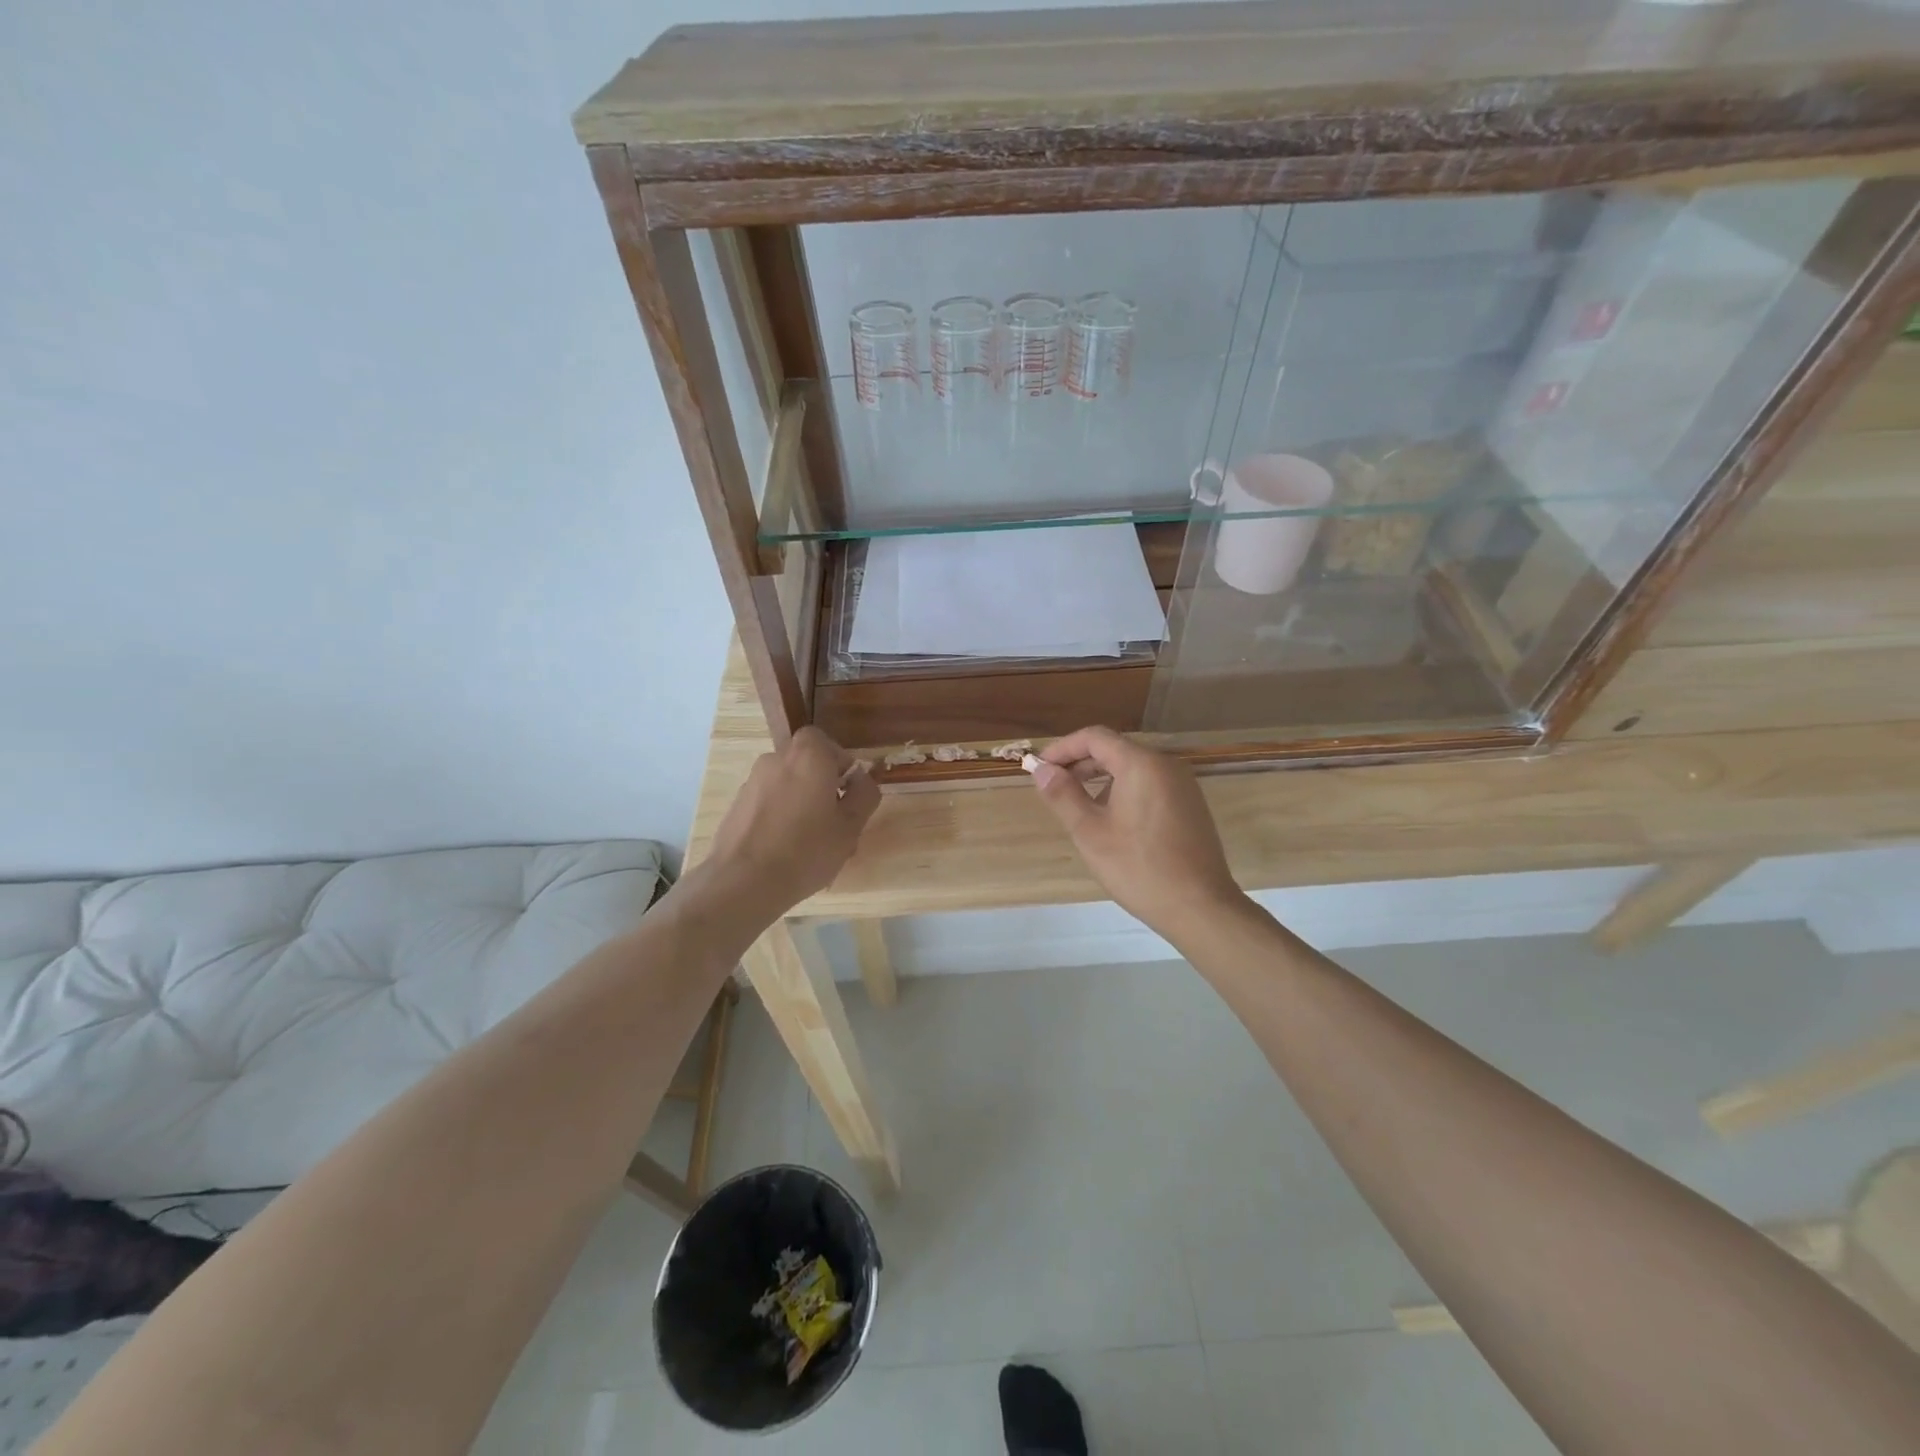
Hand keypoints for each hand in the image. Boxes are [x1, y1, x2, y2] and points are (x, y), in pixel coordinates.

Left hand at [704, 728, 879, 916]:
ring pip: (786, 783)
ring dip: (800, 800)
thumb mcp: (851, 826)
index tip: (846, 793)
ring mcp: (752, 781)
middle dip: (821, 784)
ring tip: (809, 841)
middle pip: (805, 762)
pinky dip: (779, 815)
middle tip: (833, 819)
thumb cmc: (806, 850)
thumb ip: (864, 794)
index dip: (839, 764)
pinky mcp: (737, 804)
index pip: (826, 742)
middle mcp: (777, 759)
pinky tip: (784, 848)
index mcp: (808, 756)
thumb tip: (861, 778)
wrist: (743, 881)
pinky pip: (768, 801)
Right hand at [1030, 726, 1243, 941]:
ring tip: (1078, 806)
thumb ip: (1063, 795)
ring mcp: (1183, 784)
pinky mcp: (1190, 805)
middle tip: (1053, 787)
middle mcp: (1166, 765)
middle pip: (1115, 749)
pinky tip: (1111, 820)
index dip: (1063, 748)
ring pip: (1133, 768)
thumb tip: (1042, 770)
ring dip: (1101, 778)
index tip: (1040, 768)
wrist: (1200, 907)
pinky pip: (1150, 784)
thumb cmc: (1138, 868)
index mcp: (1141, 764)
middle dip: (1080, 763)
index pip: (1095, 737)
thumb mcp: (1090, 832)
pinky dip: (1124, 790)